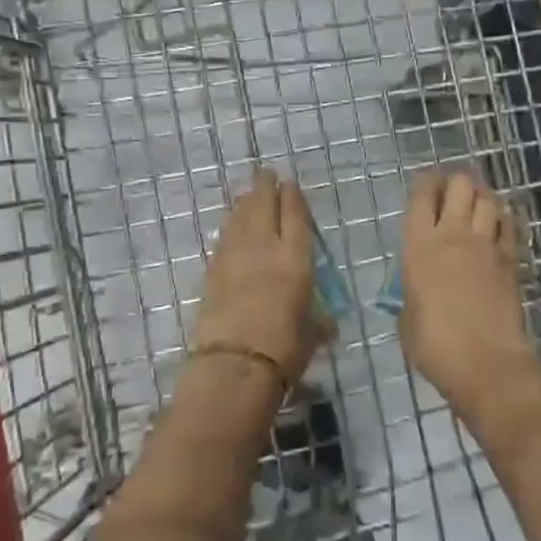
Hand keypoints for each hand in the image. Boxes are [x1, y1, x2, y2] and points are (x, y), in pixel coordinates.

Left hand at [192, 167, 329, 385]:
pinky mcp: (212, 270)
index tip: (290, 183)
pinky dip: (230, 225)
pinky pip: (224, 237)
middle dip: (265, 186)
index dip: (292, 196)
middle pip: (263, 205)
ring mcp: (235, 256)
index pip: (294, 215)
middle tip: (265, 174)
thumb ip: (319, 322)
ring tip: (248, 194)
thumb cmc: (283, 350)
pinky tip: (231, 225)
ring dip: (245, 202)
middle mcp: (265, 248)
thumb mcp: (311, 335)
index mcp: (295, 259)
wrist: (234, 366)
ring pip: (239, 217)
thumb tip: (328, 325)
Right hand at [399, 170, 535, 408]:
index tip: (425, 187)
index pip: (422, 195)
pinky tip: (498, 225)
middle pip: (461, 184)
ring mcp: (486, 245)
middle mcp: (453, 235)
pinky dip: (503, 218)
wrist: (487, 364)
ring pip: (489, 198)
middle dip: (456, 182)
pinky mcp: (511, 259)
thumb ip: (410, 293)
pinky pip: (509, 224)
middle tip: (451, 193)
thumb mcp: (407, 318)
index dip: (424, 183)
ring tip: (475, 205)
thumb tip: (415, 289)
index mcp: (419, 246)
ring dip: (481, 196)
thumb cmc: (435, 345)